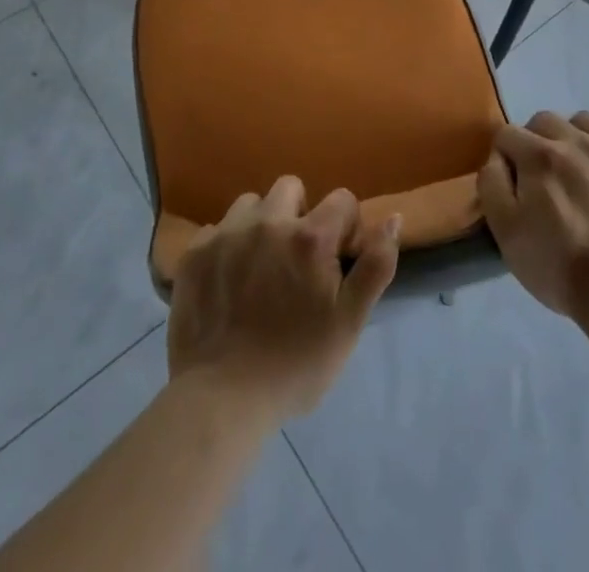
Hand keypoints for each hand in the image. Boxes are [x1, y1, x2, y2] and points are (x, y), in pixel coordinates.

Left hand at [167, 177, 399, 423]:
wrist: (221, 400)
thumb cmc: (294, 366)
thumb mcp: (348, 324)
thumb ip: (375, 266)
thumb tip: (393, 218)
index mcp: (309, 236)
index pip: (341, 199)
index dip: (345, 226)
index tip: (336, 259)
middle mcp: (267, 221)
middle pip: (290, 188)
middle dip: (299, 214)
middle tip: (296, 259)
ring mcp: (227, 233)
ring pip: (251, 204)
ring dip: (260, 224)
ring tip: (259, 266)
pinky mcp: (195, 251)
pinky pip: (217, 229)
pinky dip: (226, 246)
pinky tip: (227, 281)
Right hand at [478, 110, 588, 322]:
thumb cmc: (559, 266)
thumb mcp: (505, 232)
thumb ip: (492, 184)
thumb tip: (497, 158)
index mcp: (539, 155)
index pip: (507, 134)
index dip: (504, 158)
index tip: (512, 186)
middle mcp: (576, 140)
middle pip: (544, 120)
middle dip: (535, 143)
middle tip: (542, 179)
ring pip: (584, 121)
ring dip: (573, 138)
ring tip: (577, 170)